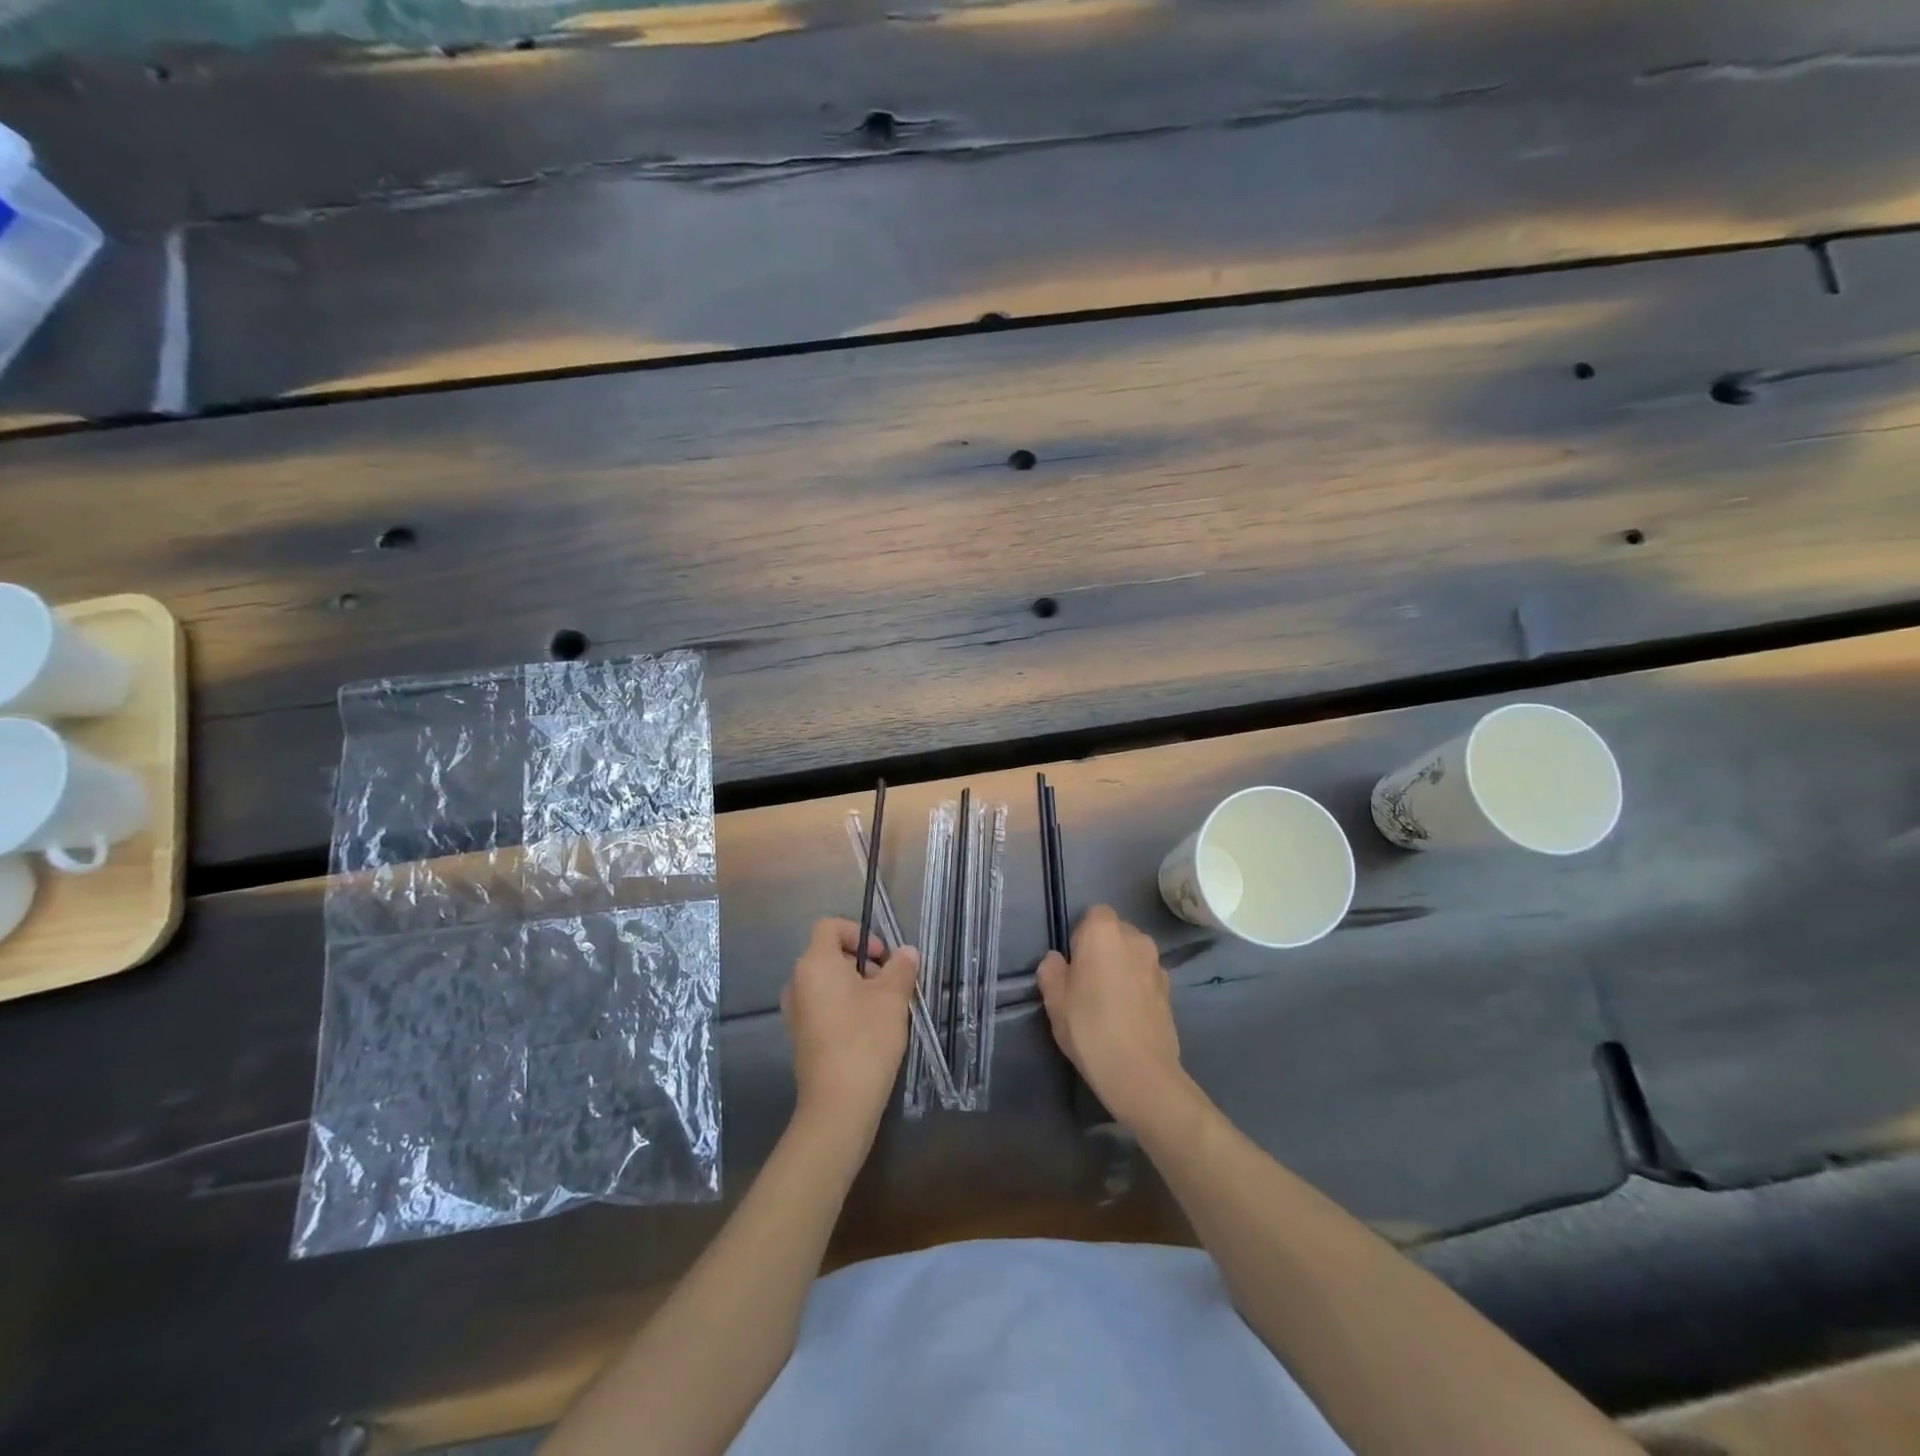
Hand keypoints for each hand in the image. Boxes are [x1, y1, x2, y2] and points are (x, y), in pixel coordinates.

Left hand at [781, 918, 920, 1137]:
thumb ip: (901, 968)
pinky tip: (867, 1030)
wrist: (838, 1103)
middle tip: (888, 983)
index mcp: (815, 964)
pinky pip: (821, 1006)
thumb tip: (907, 952)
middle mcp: (797, 982)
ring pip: (826, 982)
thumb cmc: (866, 1039)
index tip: (882, 957)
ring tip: (882, 1008)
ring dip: (854, 986)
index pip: (829, 927)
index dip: (858, 933)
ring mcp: (794, 1012)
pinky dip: (842, 1006)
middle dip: (861, 962)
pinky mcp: (799, 1036)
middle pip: (828, 954)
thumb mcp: (893, 998)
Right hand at [1037, 905, 1183, 1126]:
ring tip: (1108, 1002)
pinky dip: (1137, 988)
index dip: (1081, 936)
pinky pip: (1146, 978)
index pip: (1093, 915)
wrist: (1139, 1072)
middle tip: (1087, 983)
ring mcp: (1157, 965)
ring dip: (1122, 968)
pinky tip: (1127, 1017)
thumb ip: (1051, 970)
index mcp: (1104, 931)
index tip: (1073, 964)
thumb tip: (1057, 960)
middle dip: (1103, 949)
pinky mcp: (1171, 991)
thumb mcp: (1054, 999)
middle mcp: (1135, 939)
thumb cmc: (1089, 1027)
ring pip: (1133, 956)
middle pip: (1116, 933)